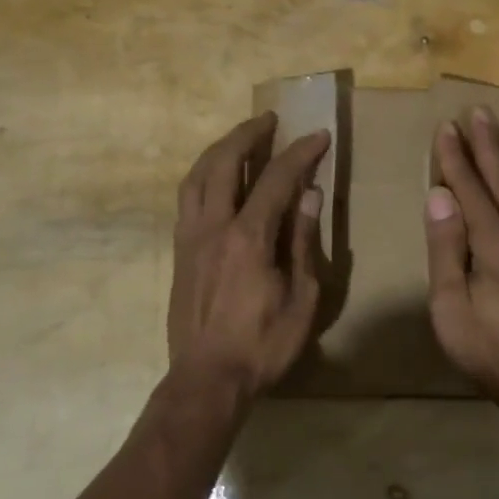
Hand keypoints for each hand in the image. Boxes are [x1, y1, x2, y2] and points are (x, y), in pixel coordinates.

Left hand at [167, 113, 329, 401]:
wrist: (207, 379)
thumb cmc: (264, 344)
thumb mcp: (302, 298)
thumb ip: (303, 242)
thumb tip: (309, 196)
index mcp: (249, 237)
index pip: (277, 179)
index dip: (300, 153)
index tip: (319, 136)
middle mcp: (214, 227)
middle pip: (224, 163)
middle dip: (248, 134)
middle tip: (270, 120)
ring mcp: (190, 238)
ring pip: (196, 177)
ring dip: (219, 150)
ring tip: (239, 139)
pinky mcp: (179, 252)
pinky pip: (186, 199)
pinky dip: (202, 176)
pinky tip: (215, 178)